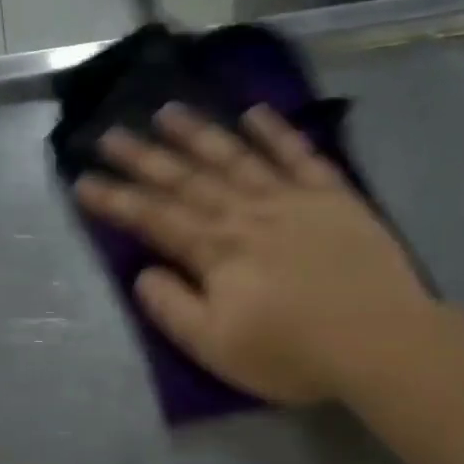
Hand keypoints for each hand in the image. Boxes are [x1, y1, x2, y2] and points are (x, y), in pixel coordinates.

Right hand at [75, 104, 430, 404]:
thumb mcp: (216, 347)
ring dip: (198, 133)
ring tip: (166, 110)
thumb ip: (174, 307)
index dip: (116, 200)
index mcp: (215, 251)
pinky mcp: (333, 197)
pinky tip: (254, 113)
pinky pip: (298, 155)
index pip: (154, 218)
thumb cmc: (292, 353)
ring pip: (235, 156)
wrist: (380, 340)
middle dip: (144, 157)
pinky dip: (275, 132)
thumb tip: (144, 274)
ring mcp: (291, 198)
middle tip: (110, 133)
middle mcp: (246, 212)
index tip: (83, 180)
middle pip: (186, 179)